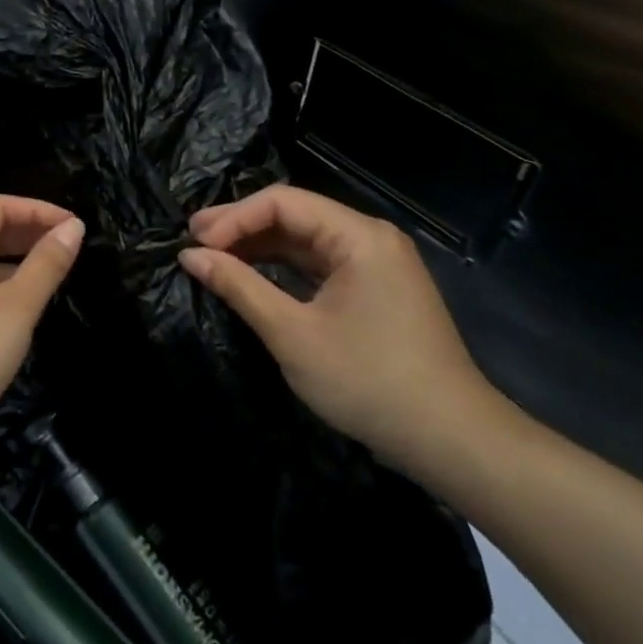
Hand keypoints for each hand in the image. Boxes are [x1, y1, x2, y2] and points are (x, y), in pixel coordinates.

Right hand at [178, 185, 505, 476]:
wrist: (451, 441)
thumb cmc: (368, 381)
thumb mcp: (292, 333)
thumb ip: (239, 286)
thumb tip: (190, 256)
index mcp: (358, 236)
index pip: (282, 202)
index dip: (233, 218)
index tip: (195, 245)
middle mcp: (370, 237)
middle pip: (294, 214)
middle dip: (241, 227)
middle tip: (193, 244)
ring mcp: (377, 263)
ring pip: (305, 238)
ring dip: (259, 245)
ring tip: (212, 257)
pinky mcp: (376, 287)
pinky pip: (319, 262)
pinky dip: (282, 265)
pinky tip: (252, 274)